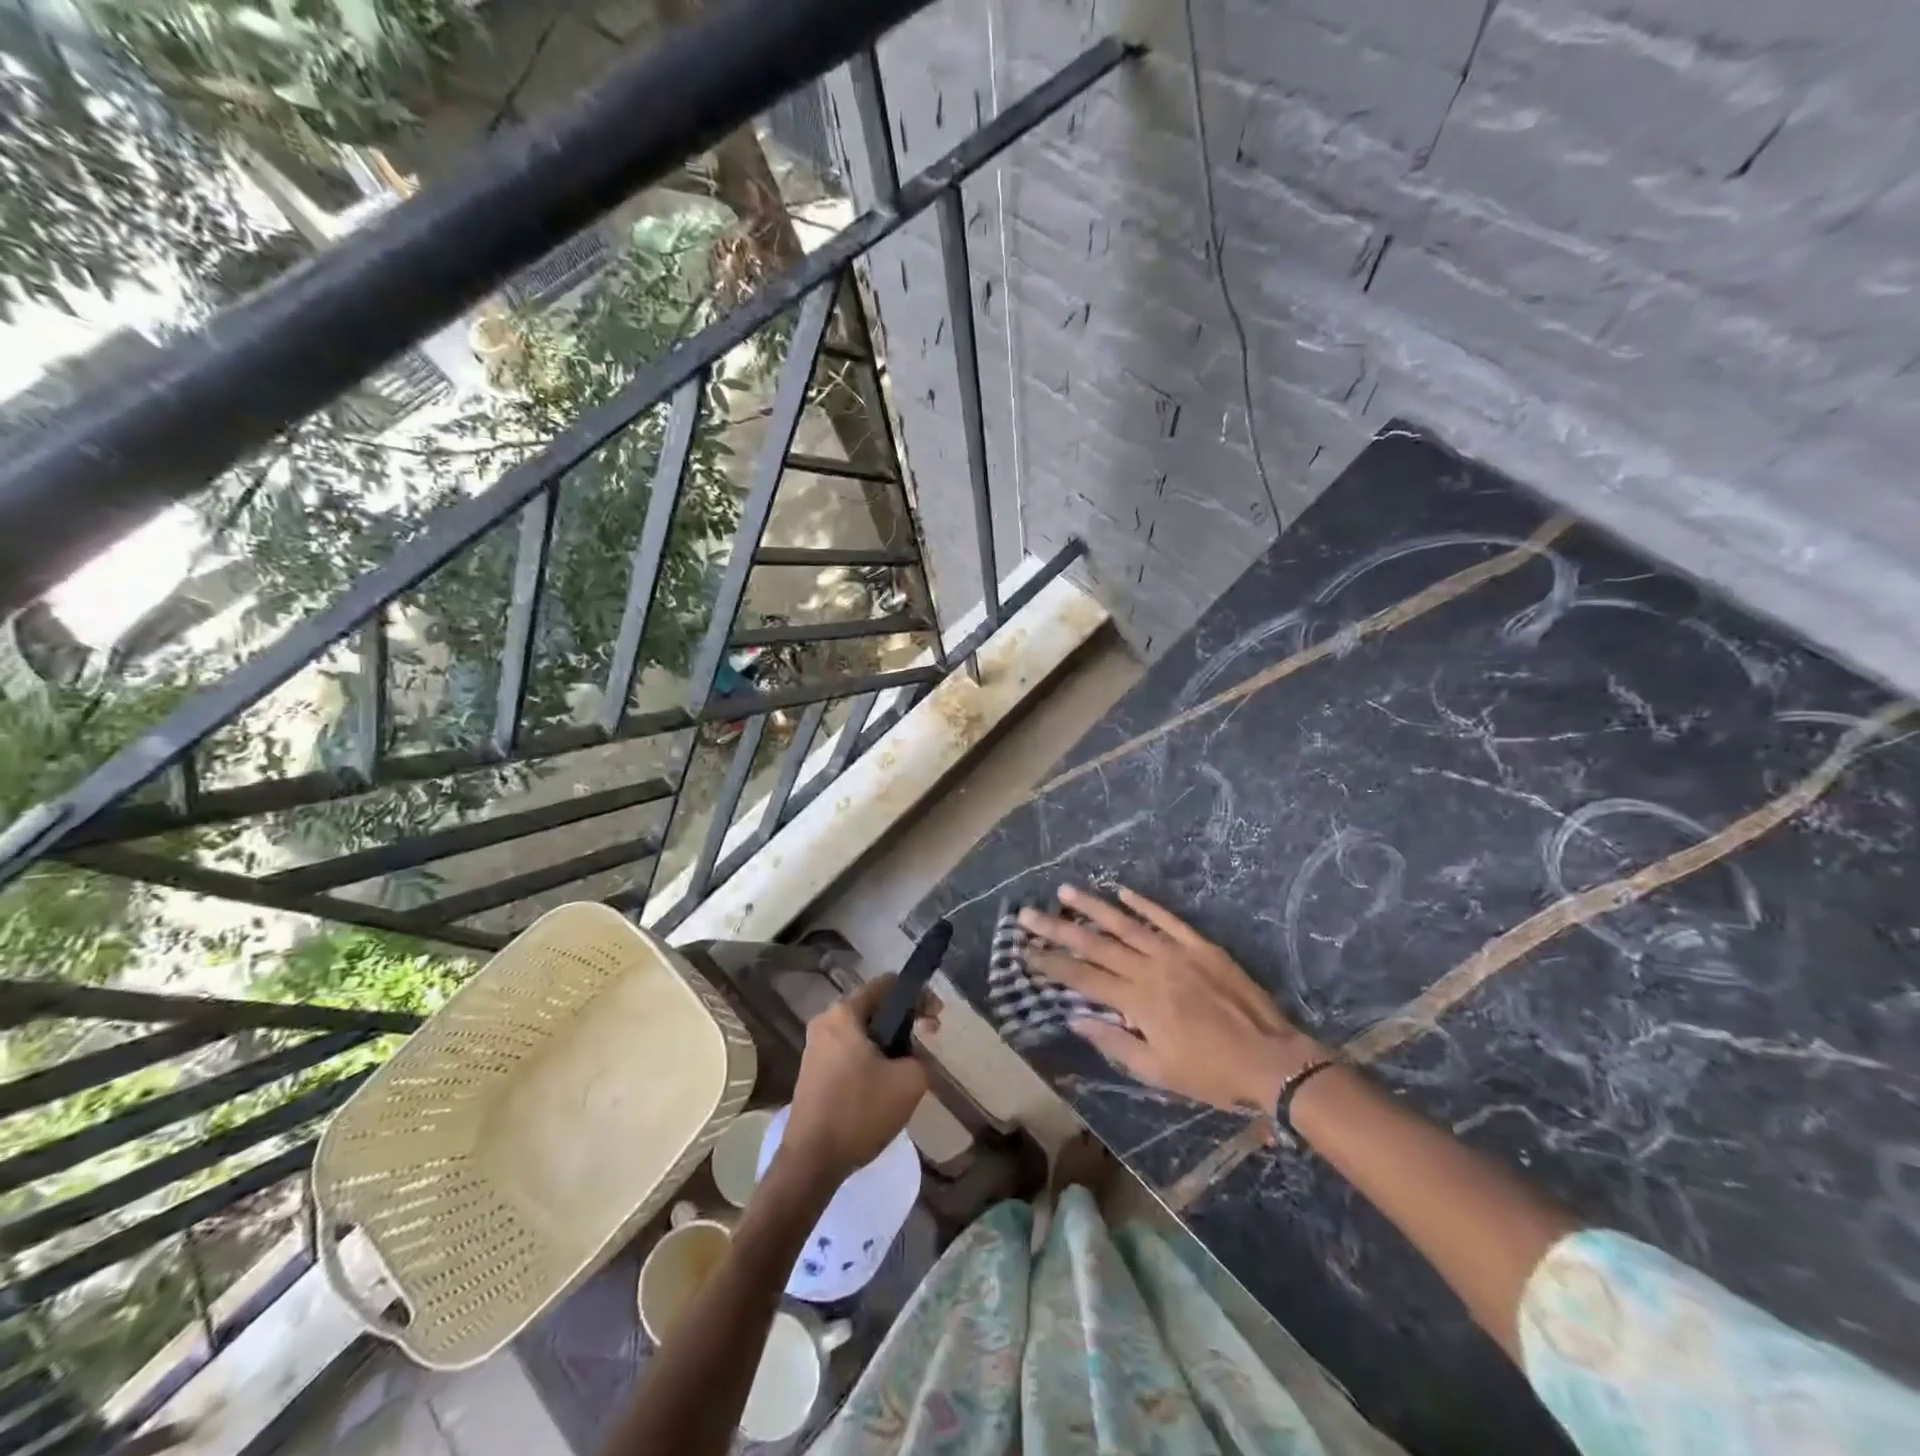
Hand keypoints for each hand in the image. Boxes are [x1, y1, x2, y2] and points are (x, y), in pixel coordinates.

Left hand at [782, 974, 939, 1180]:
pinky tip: (884, 1083)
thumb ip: (922, 1057)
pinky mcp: (812, 1071)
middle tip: (928, 1039)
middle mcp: (825, 1021)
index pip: (887, 985)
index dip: (918, 996)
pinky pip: (849, 1051)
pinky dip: (870, 1057)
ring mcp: (815, 1047)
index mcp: (844, 1014)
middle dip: (904, 1020)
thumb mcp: (909, 1082)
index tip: (937, 1018)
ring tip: (909, 1065)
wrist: (811, 1162)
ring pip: (862, 1032)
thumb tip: (915, 1055)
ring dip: (888, 1042)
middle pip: (874, 1007)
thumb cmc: (859, 1113)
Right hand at [1019, 885, 1323, 1113]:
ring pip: (1125, 923)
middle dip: (1057, 929)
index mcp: (1137, 1001)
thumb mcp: (1157, 1072)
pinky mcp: (1200, 945)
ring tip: (1065, 891)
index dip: (1051, 964)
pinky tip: (1122, 890)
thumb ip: (1114, 1042)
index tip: (1025, 952)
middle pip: (1095, 943)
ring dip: (1092, 906)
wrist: (1270, 1060)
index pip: (1082, 977)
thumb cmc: (1210, 1073)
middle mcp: (1149, 968)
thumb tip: (1075, 1019)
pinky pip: (1166, 918)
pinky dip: (1143, 903)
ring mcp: (1176, 952)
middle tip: (1027, 914)